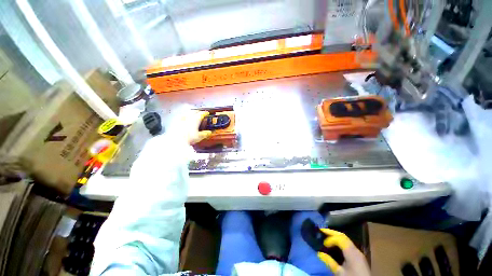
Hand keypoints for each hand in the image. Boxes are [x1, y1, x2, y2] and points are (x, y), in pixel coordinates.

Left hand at [168, 109, 211, 144]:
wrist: (175, 140)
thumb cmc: (189, 138)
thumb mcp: (199, 137)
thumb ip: (205, 134)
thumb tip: (209, 132)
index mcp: (195, 119)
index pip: (201, 114)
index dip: (205, 113)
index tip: (207, 113)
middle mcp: (188, 117)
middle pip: (193, 111)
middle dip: (197, 112)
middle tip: (199, 113)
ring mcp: (180, 118)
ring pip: (186, 113)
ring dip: (189, 113)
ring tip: (191, 115)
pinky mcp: (174, 122)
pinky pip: (179, 117)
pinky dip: (182, 117)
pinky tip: (182, 119)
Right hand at [317, 229, 370, 275]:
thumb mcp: (340, 273)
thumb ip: (330, 262)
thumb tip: (319, 253)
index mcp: (352, 253)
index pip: (340, 239)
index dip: (330, 239)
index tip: (323, 244)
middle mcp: (356, 250)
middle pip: (343, 236)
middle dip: (332, 232)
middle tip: (322, 231)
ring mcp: (358, 253)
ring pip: (346, 239)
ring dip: (336, 236)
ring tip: (326, 236)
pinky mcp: (358, 257)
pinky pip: (348, 244)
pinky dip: (340, 241)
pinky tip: (335, 244)